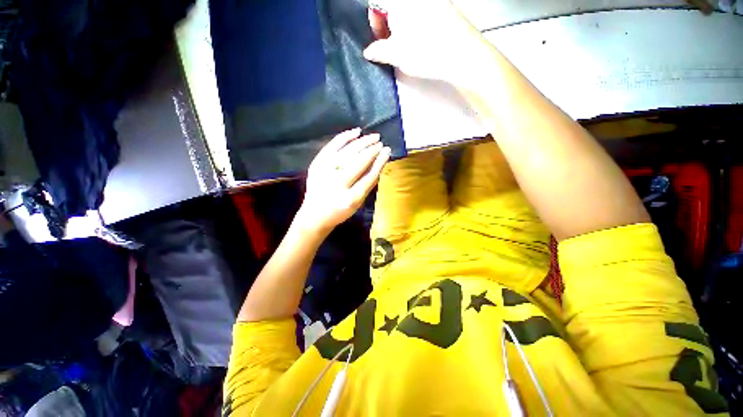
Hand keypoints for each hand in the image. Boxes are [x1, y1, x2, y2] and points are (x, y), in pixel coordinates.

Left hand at [296, 128, 390, 233]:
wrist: (314, 214)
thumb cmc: (340, 211)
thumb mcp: (358, 204)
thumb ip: (368, 185)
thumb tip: (380, 163)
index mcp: (350, 199)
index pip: (369, 176)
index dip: (380, 162)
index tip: (387, 151)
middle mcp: (337, 184)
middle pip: (359, 162)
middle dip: (372, 150)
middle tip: (381, 143)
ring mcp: (324, 172)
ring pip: (347, 152)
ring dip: (362, 142)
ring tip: (374, 137)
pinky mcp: (317, 164)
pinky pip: (332, 146)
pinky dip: (345, 137)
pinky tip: (356, 132)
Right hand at [363, 0, 494, 89]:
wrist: (461, 54)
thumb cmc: (424, 52)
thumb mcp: (395, 54)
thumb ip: (378, 51)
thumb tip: (368, 52)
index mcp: (399, 1)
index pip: (376, 4)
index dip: (374, 22)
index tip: (378, 39)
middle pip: (392, 6)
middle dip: (387, 24)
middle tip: (391, 45)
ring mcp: (431, 1)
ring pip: (408, 11)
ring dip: (401, 26)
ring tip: (406, 46)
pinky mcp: (444, 7)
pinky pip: (422, 13)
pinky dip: (416, 25)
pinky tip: (420, 41)